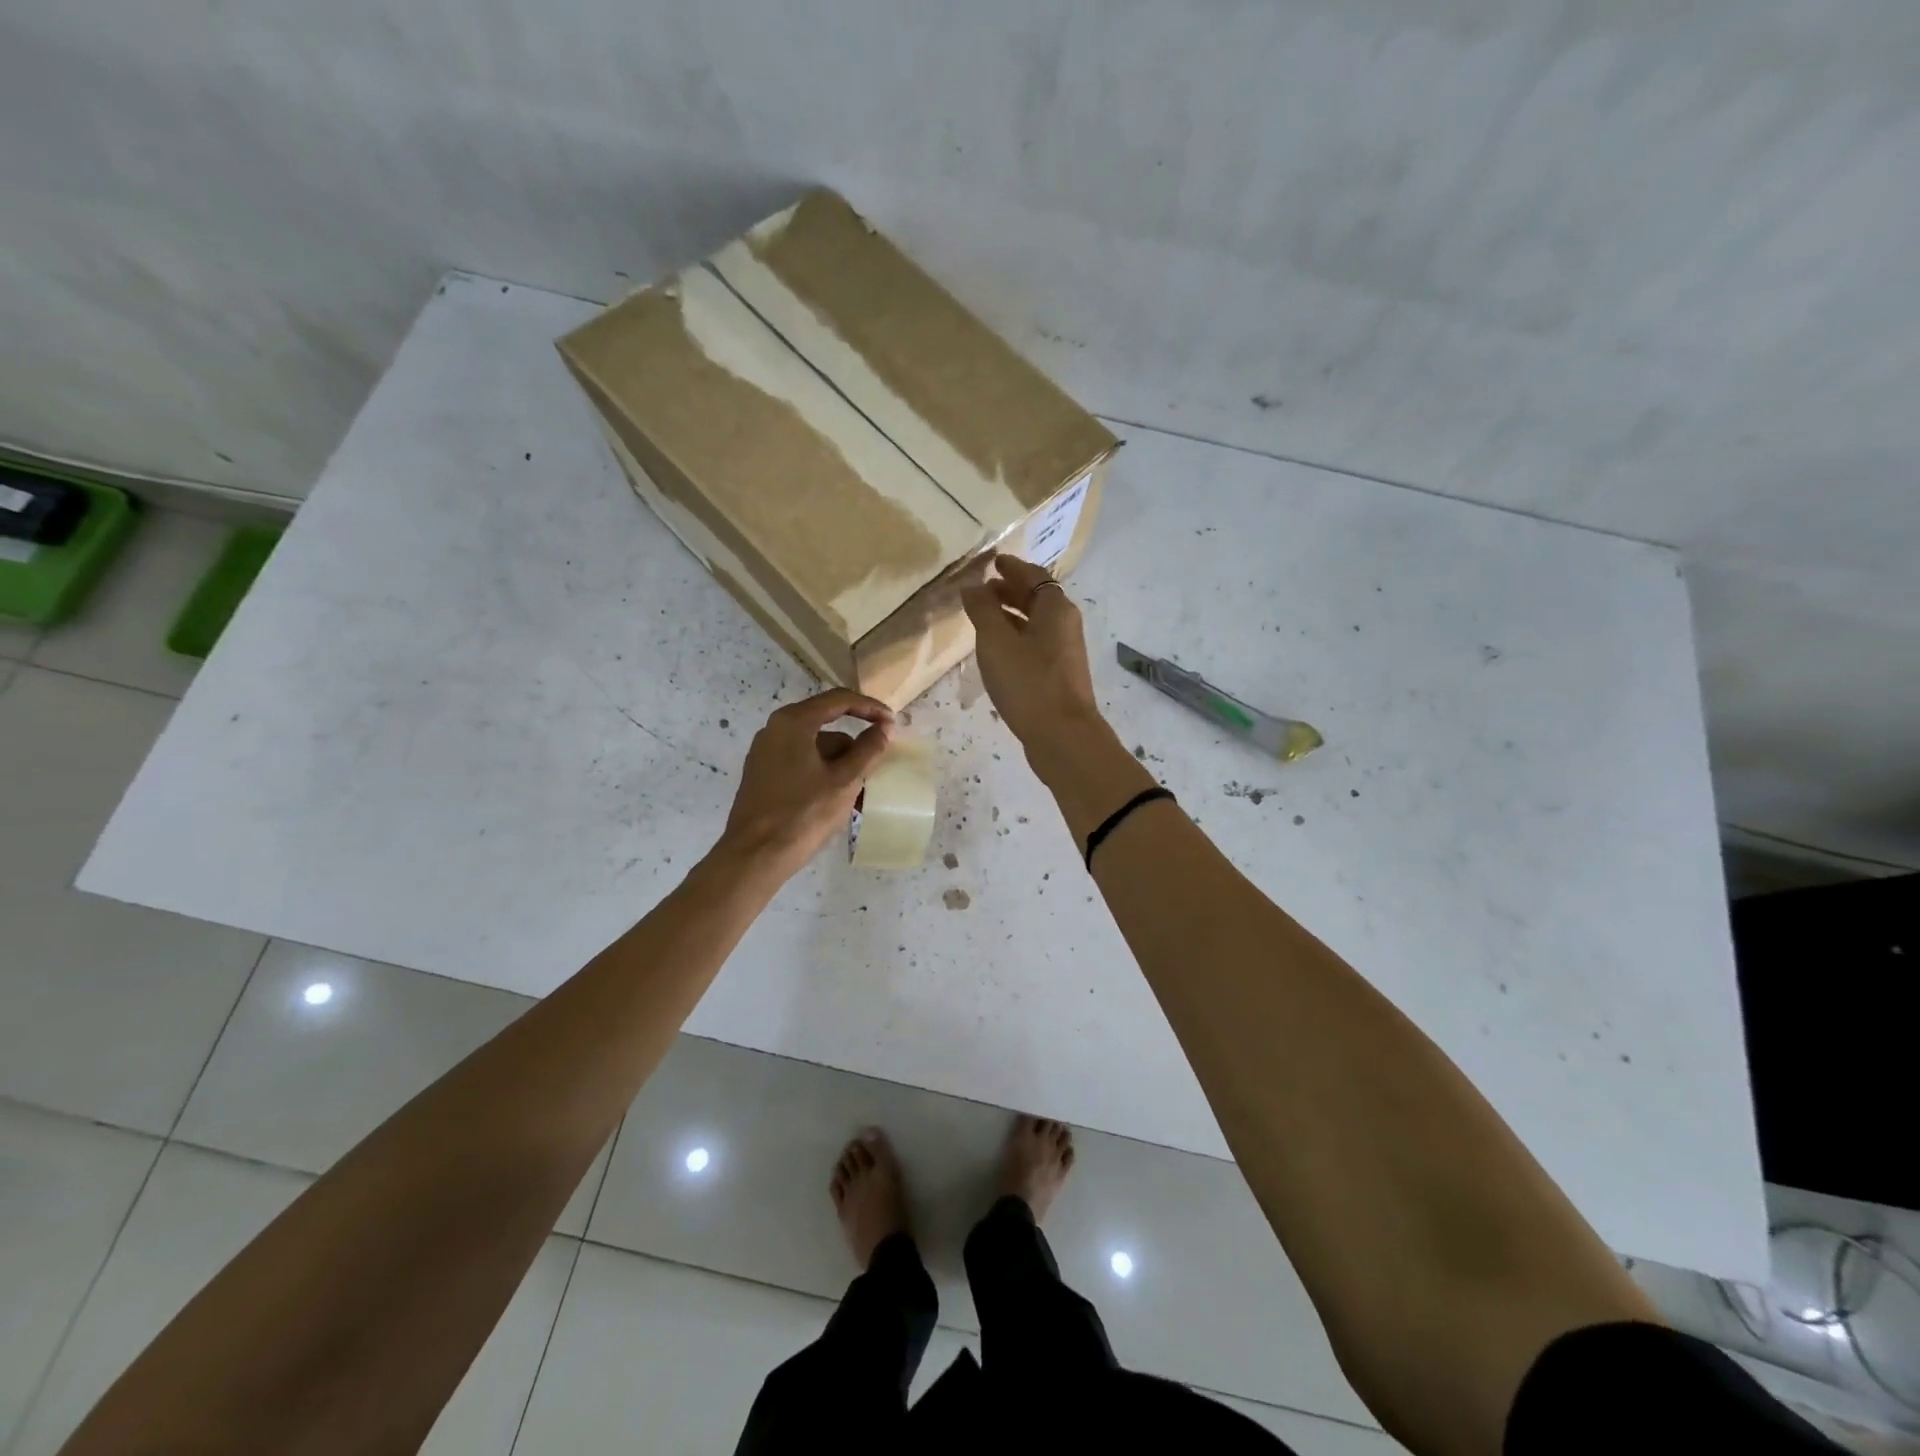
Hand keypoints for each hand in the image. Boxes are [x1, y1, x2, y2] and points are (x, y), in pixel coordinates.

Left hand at [717, 688, 893, 879]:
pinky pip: (801, 763)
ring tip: (860, 794)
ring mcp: (765, 752)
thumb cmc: (803, 814)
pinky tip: (837, 800)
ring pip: (815, 748)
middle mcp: (774, 729)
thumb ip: (868, 749)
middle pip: (826, 725)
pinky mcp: (762, 774)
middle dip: (855, 745)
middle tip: (877, 764)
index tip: (892, 723)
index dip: (870, 708)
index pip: (839, 700)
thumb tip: (884, 727)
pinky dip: (823, 773)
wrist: (755, 856)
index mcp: (793, 722)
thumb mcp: (845, 781)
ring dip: (841, 764)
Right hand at [961, 554, 1101, 759]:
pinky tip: (998, 652)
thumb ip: (982, 610)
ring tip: (984, 619)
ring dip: (1012, 615)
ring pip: (1036, 623)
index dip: (1012, 567)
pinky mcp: (1059, 675)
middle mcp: (1065, 624)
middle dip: (1011, 591)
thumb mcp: (996, 642)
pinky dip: (1017, 637)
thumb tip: (972, 586)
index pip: (1034, 575)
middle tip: (983, 589)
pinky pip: (1036, 644)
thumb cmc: (1028, 682)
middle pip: (1038, 598)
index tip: (993, 562)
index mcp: (1056, 608)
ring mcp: (1065, 652)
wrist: (1062, 736)